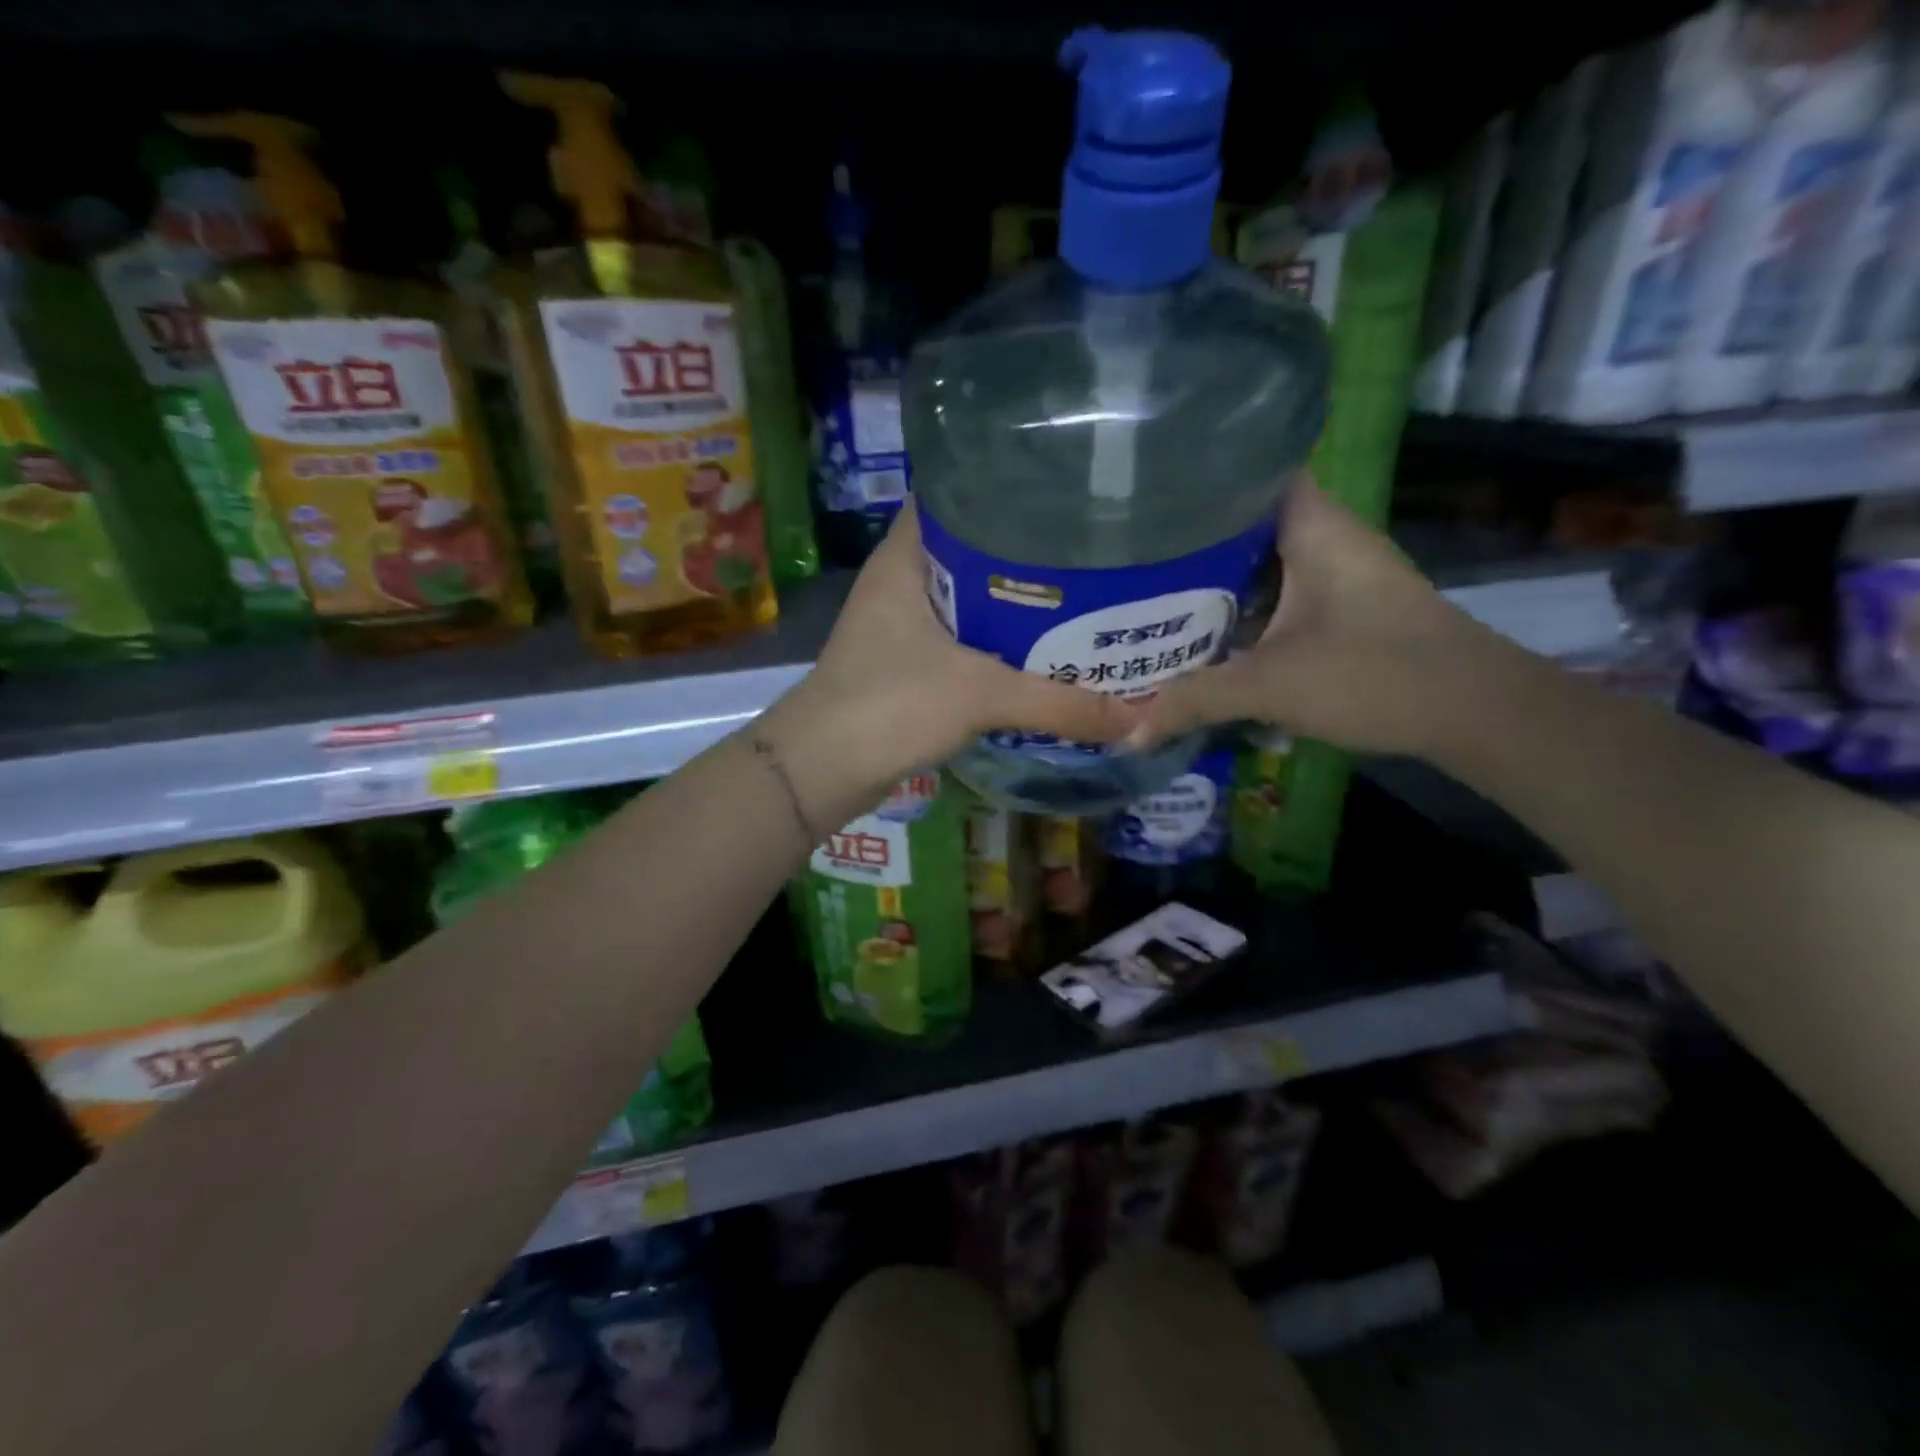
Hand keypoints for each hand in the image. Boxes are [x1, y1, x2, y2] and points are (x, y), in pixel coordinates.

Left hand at [761, 504, 1137, 817]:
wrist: (821, 769)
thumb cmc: (890, 706)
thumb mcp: (981, 695)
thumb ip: (1058, 703)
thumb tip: (1135, 717)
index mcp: (906, 557)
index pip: (957, 495)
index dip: (1007, 489)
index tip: (1066, 494)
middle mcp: (901, 580)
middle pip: (972, 549)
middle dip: (1027, 552)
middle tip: (1090, 549)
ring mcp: (901, 623)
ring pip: (969, 598)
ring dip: (1015, 602)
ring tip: (1080, 596)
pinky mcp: (906, 662)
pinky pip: (962, 638)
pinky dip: (997, 642)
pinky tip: (1040, 651)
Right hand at [1130, 476, 1515, 759]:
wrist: (1475, 712)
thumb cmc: (1375, 675)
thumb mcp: (1271, 686)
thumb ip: (1195, 701)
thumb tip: (1130, 733)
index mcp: (1312, 525)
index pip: (1248, 470)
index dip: (1194, 476)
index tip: (1141, 494)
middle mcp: (1323, 536)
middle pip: (1244, 519)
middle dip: (1188, 536)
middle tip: (1126, 552)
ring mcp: (1334, 572)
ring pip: (1258, 559)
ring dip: (1212, 576)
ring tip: (1146, 587)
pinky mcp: (1339, 606)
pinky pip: (1274, 591)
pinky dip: (1239, 604)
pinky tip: (1201, 627)